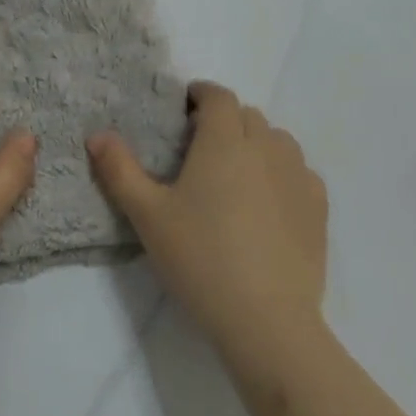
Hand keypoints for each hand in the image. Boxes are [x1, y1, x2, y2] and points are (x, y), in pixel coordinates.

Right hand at [87, 82, 327, 363]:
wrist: (267, 321)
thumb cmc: (201, 258)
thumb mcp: (147, 214)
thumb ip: (119, 170)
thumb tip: (96, 135)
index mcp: (223, 140)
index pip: (218, 96)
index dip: (201, 94)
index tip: (185, 109)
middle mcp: (265, 147)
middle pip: (247, 115)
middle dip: (224, 119)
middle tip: (200, 147)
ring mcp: (297, 177)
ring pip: (277, 140)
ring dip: (256, 143)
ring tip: (235, 173)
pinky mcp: (318, 208)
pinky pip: (300, 171)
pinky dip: (282, 172)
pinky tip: (268, 201)